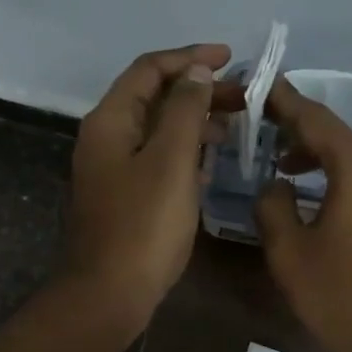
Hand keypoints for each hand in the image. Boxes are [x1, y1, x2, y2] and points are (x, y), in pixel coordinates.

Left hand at [62, 44, 241, 338]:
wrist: (109, 293)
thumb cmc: (143, 225)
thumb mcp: (170, 161)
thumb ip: (184, 110)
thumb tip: (195, 72)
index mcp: (110, 121)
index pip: (149, 70)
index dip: (189, 58)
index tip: (230, 59)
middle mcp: (106, 137)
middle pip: (154, 98)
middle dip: (198, 91)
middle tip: (244, 97)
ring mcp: (114, 169)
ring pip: (158, 130)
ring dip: (195, 121)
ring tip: (236, 126)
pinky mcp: (125, 196)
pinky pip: (158, 159)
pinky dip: (185, 151)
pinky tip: (211, 161)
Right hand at [255, 77, 351, 351]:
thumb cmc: (346, 297)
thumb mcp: (290, 254)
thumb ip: (272, 207)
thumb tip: (275, 185)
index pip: (312, 117)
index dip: (281, 101)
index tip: (257, 85)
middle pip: (336, 134)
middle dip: (297, 131)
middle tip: (260, 133)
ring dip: (318, 157)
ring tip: (283, 168)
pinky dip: (340, 177)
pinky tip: (318, 198)